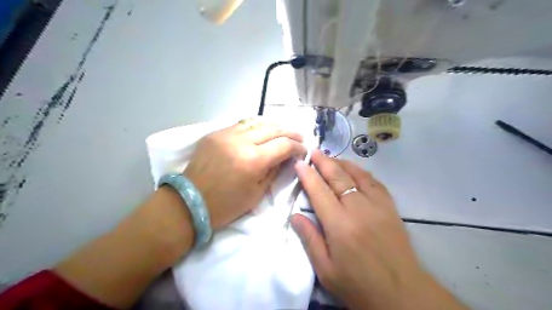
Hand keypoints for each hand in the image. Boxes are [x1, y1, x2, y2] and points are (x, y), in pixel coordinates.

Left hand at [184, 119, 306, 230]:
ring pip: (257, 121)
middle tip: (299, 137)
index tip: (303, 150)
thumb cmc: (227, 205)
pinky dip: (255, 126)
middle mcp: (241, 142)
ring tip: (283, 131)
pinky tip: (262, 130)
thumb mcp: (257, 193)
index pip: (284, 145)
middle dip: (290, 132)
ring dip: (274, 126)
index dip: (297, 147)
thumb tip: (287, 157)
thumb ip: (274, 171)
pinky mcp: (215, 133)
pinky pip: (241, 124)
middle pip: (273, 128)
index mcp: (253, 161)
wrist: (190, 202)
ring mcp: (226, 134)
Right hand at [291, 150, 466, 308]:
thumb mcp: (326, 270)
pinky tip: (355, 170)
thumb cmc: (358, 285)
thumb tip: (295, 215)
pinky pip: (375, 182)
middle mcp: (358, 209)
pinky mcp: (390, 208)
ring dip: (342, 163)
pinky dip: (362, 172)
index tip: (300, 163)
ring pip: (357, 175)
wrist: (401, 294)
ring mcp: (378, 206)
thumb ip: (310, 239)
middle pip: (338, 178)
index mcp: (340, 226)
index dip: (308, 175)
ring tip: (331, 157)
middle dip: (324, 162)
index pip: (319, 192)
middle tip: (314, 152)